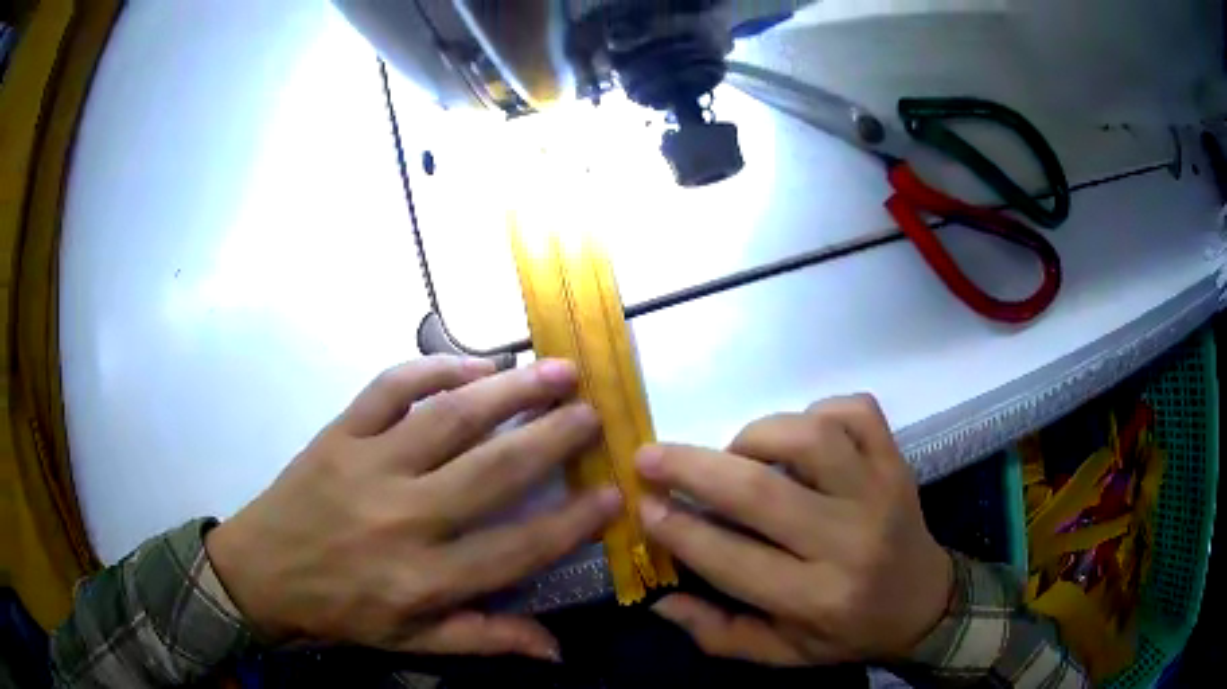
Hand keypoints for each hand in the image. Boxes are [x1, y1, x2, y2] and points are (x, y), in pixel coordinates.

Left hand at [205, 356, 621, 660]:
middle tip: (594, 412)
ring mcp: (367, 465)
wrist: (261, 572)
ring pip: (449, 418)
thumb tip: (558, 650)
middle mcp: (401, 518)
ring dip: (510, 392)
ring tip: (557, 371)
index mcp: (422, 579)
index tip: (613, 495)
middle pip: (492, 471)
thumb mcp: (412, 643)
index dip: (573, 523)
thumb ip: (485, 639)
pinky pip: (390, 388)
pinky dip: (435, 367)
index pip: (517, 549)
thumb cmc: (341, 612)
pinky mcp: (339, 432)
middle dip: (553, 439)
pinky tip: (475, 363)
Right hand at [635, 395, 951, 664]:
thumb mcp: (780, 653)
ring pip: (811, 438)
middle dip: (692, 469)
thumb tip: (659, 600)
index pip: (732, 559)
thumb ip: (717, 633)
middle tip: (650, 457)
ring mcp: (879, 492)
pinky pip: (856, 411)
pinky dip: (819, 411)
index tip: (643, 506)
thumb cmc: (847, 633)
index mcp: (816, 598)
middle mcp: (850, 542)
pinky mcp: (896, 461)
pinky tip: (800, 437)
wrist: (923, 603)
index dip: (679, 530)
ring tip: (736, 454)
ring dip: (757, 436)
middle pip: (762, 492)